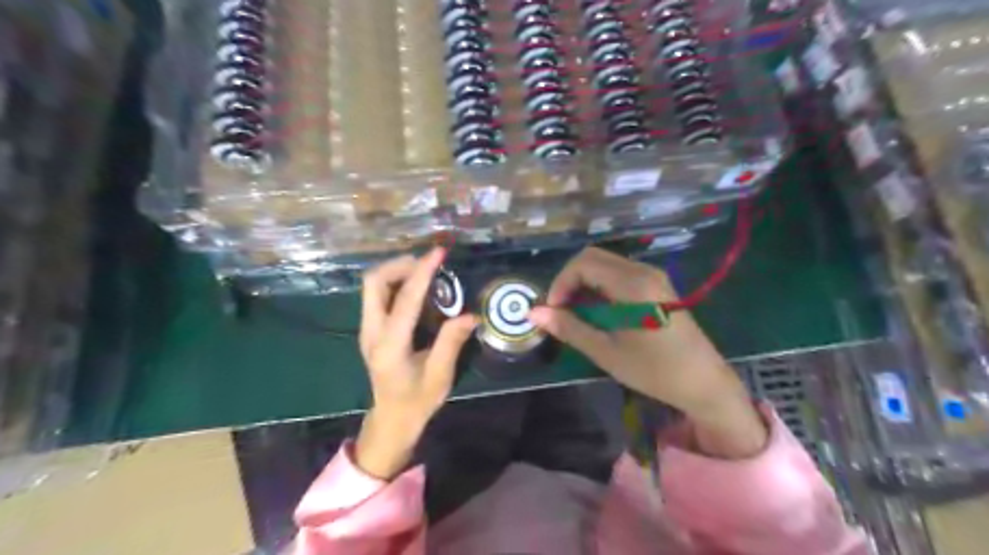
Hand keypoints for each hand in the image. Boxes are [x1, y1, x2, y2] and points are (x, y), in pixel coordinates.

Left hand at [356, 249, 478, 477]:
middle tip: (429, 264)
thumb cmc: (417, 401)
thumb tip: (470, 314)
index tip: (438, 253)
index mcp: (390, 345)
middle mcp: (371, 332)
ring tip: (425, 272)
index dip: (422, 272)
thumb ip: (451, 342)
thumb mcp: (440, 376)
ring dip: (397, 272)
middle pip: (374, 282)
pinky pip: (377, 295)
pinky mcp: (370, 329)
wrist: (391, 419)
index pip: (405, 299)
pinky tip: (417, 289)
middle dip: (400, 265)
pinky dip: (395, 283)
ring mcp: (366, 329)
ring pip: (372, 286)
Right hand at [530, 250, 767, 457]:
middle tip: (561, 310)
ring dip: (584, 282)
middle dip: (570, 280)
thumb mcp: (606, 351)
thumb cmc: (654, 371)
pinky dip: (601, 286)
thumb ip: (569, 327)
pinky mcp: (658, 285)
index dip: (560, 283)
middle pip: (593, 257)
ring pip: (606, 264)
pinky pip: (620, 273)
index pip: (583, 263)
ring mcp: (653, 276)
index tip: (553, 311)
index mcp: (632, 283)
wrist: (704, 384)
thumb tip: (533, 313)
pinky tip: (599, 311)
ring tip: (576, 313)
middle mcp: (643, 270)